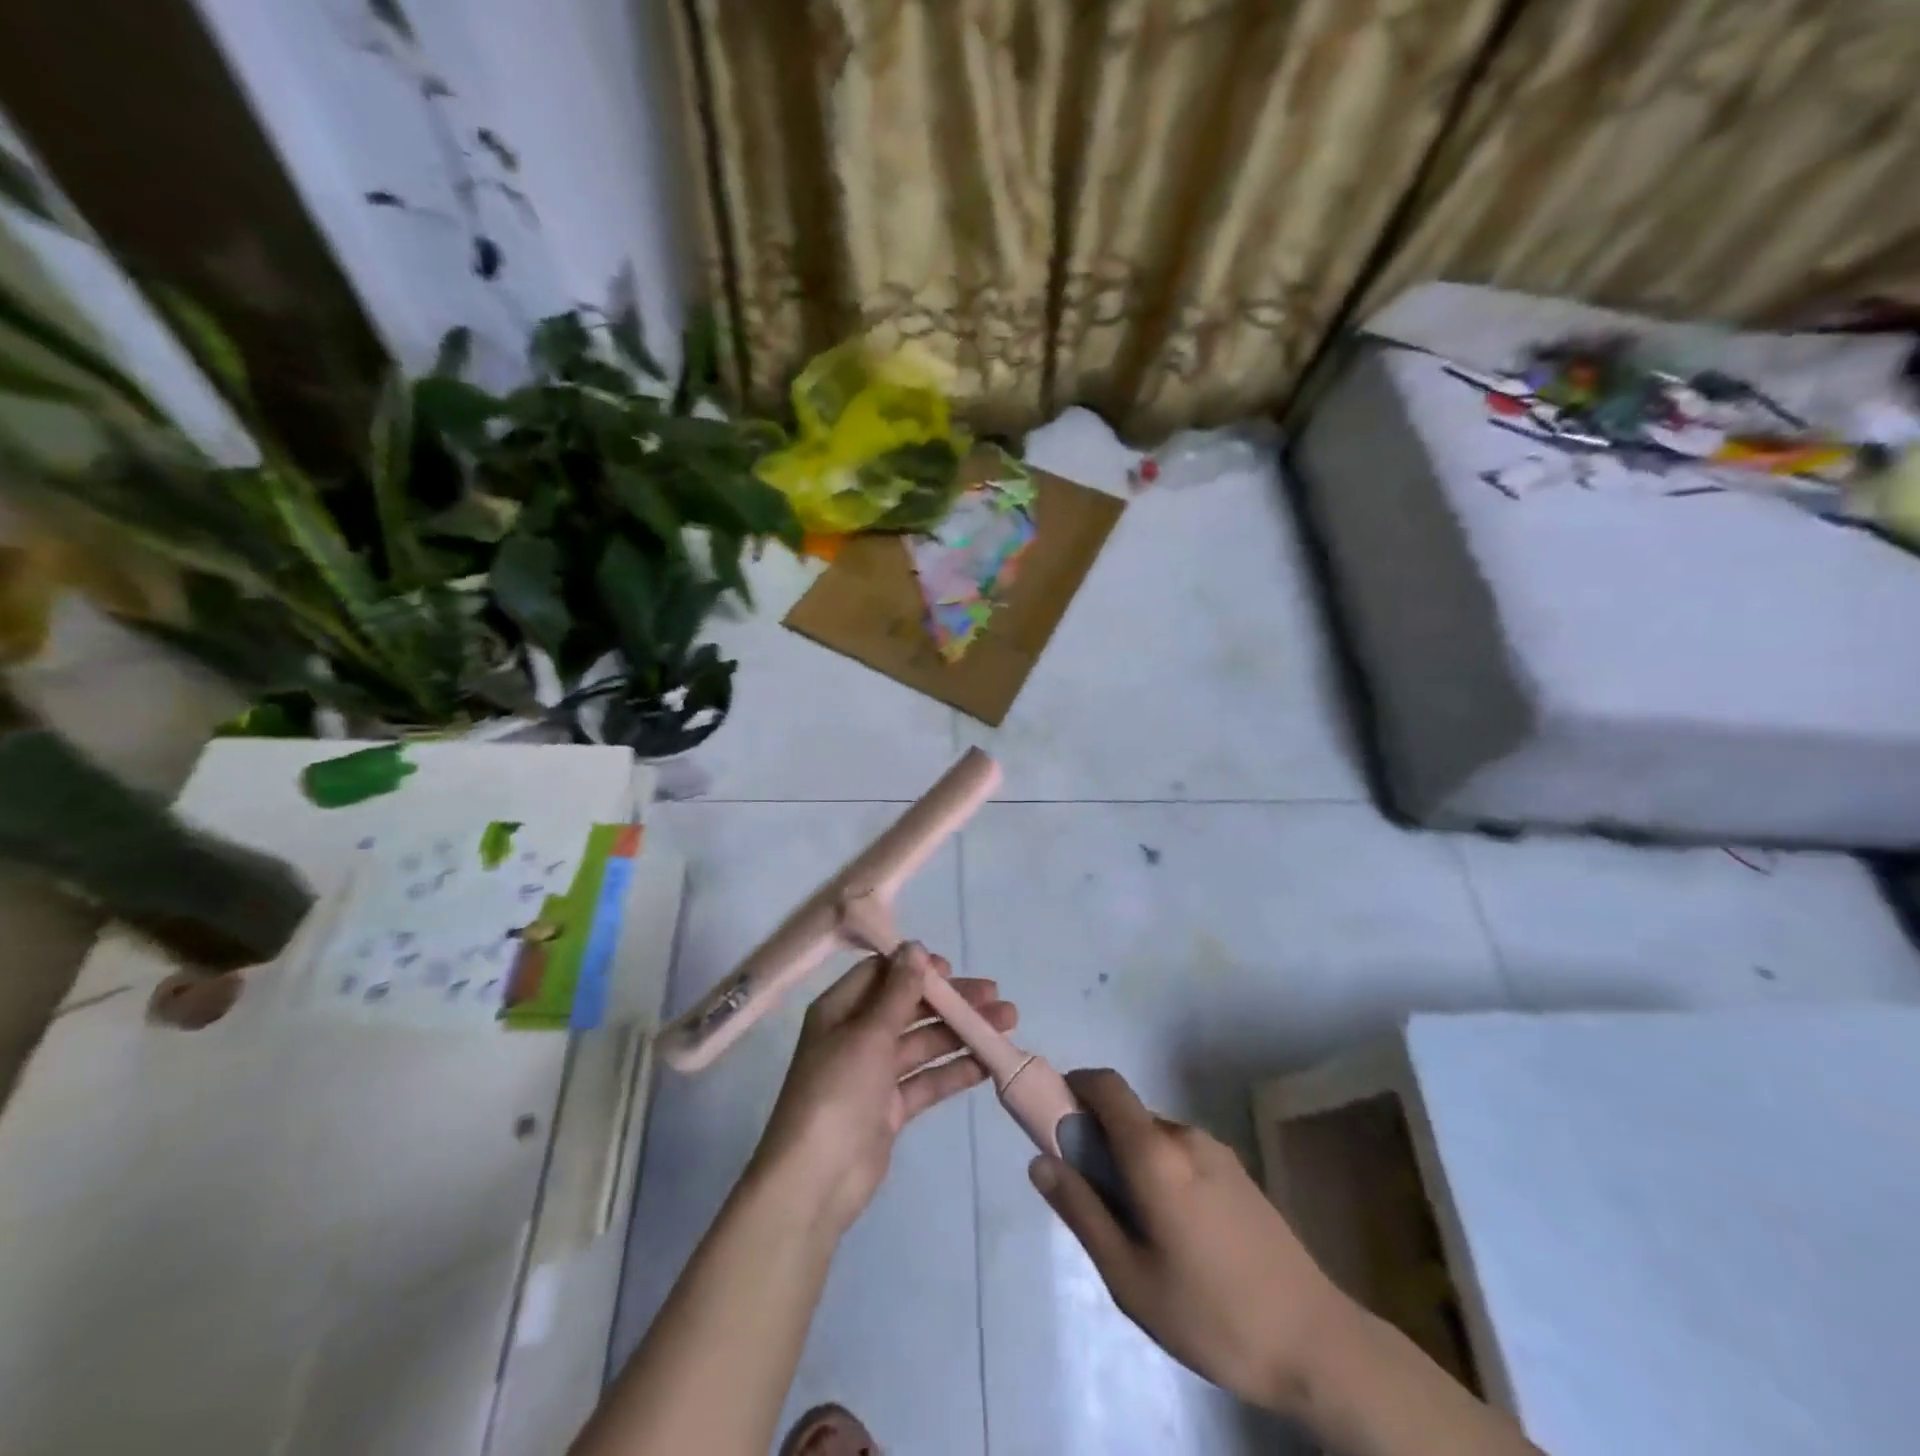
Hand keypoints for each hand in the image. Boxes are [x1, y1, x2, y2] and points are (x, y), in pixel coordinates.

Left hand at [750, 944, 1016, 1235]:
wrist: (817, 1181)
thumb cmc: (837, 1092)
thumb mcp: (869, 1033)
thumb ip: (898, 991)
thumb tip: (915, 946)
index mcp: (840, 1010)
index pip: (881, 974)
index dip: (916, 968)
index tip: (952, 969)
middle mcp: (856, 1035)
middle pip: (909, 1007)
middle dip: (950, 1001)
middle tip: (995, 996)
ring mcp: (874, 1073)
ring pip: (924, 1042)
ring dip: (961, 1032)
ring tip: (1006, 1023)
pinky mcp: (890, 1107)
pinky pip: (927, 1079)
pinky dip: (954, 1069)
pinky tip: (988, 1062)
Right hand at [1028, 1069, 1357, 1416]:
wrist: (1317, 1345)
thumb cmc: (1211, 1314)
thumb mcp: (1129, 1277)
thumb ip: (1082, 1212)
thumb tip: (1040, 1161)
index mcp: (1156, 1153)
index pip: (1106, 1085)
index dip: (1075, 1087)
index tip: (1054, 1122)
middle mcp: (1185, 1137)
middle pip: (1127, 1116)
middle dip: (1099, 1141)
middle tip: (1093, 1204)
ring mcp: (1217, 1153)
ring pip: (1155, 1139)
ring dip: (1131, 1163)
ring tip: (1138, 1233)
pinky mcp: (1238, 1174)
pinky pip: (1182, 1156)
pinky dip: (1161, 1174)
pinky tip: (1177, 1237)